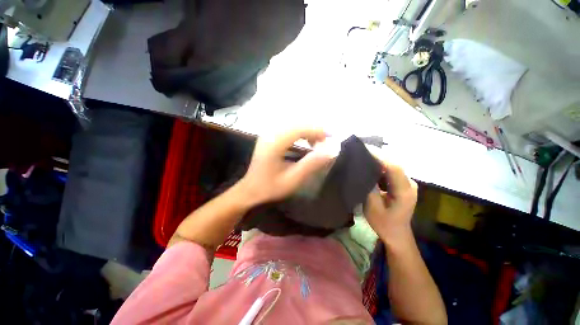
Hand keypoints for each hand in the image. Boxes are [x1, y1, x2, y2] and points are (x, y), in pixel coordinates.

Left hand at [239, 128, 332, 204]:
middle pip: (297, 123)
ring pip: (293, 124)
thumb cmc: (270, 187)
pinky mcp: (270, 136)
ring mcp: (268, 133)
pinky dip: (301, 132)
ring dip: (308, 130)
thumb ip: (311, 164)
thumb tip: (331, 150)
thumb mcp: (293, 179)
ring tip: (317, 143)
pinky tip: (306, 141)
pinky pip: (289, 128)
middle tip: (326, 142)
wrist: (251, 190)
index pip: (299, 128)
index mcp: (274, 143)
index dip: (317, 130)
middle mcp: (270, 133)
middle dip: (314, 129)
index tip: (332, 137)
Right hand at [364, 159, 417, 243]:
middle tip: (361, 151)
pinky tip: (371, 165)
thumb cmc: (383, 223)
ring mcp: (408, 184)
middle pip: (394, 164)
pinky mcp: (404, 185)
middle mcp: (410, 184)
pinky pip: (392, 171)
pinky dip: (381, 167)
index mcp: (404, 192)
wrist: (397, 234)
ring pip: (393, 166)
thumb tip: (364, 170)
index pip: (394, 168)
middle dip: (378, 156)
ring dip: (379, 160)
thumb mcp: (372, 207)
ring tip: (364, 156)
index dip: (379, 157)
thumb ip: (369, 187)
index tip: (364, 150)